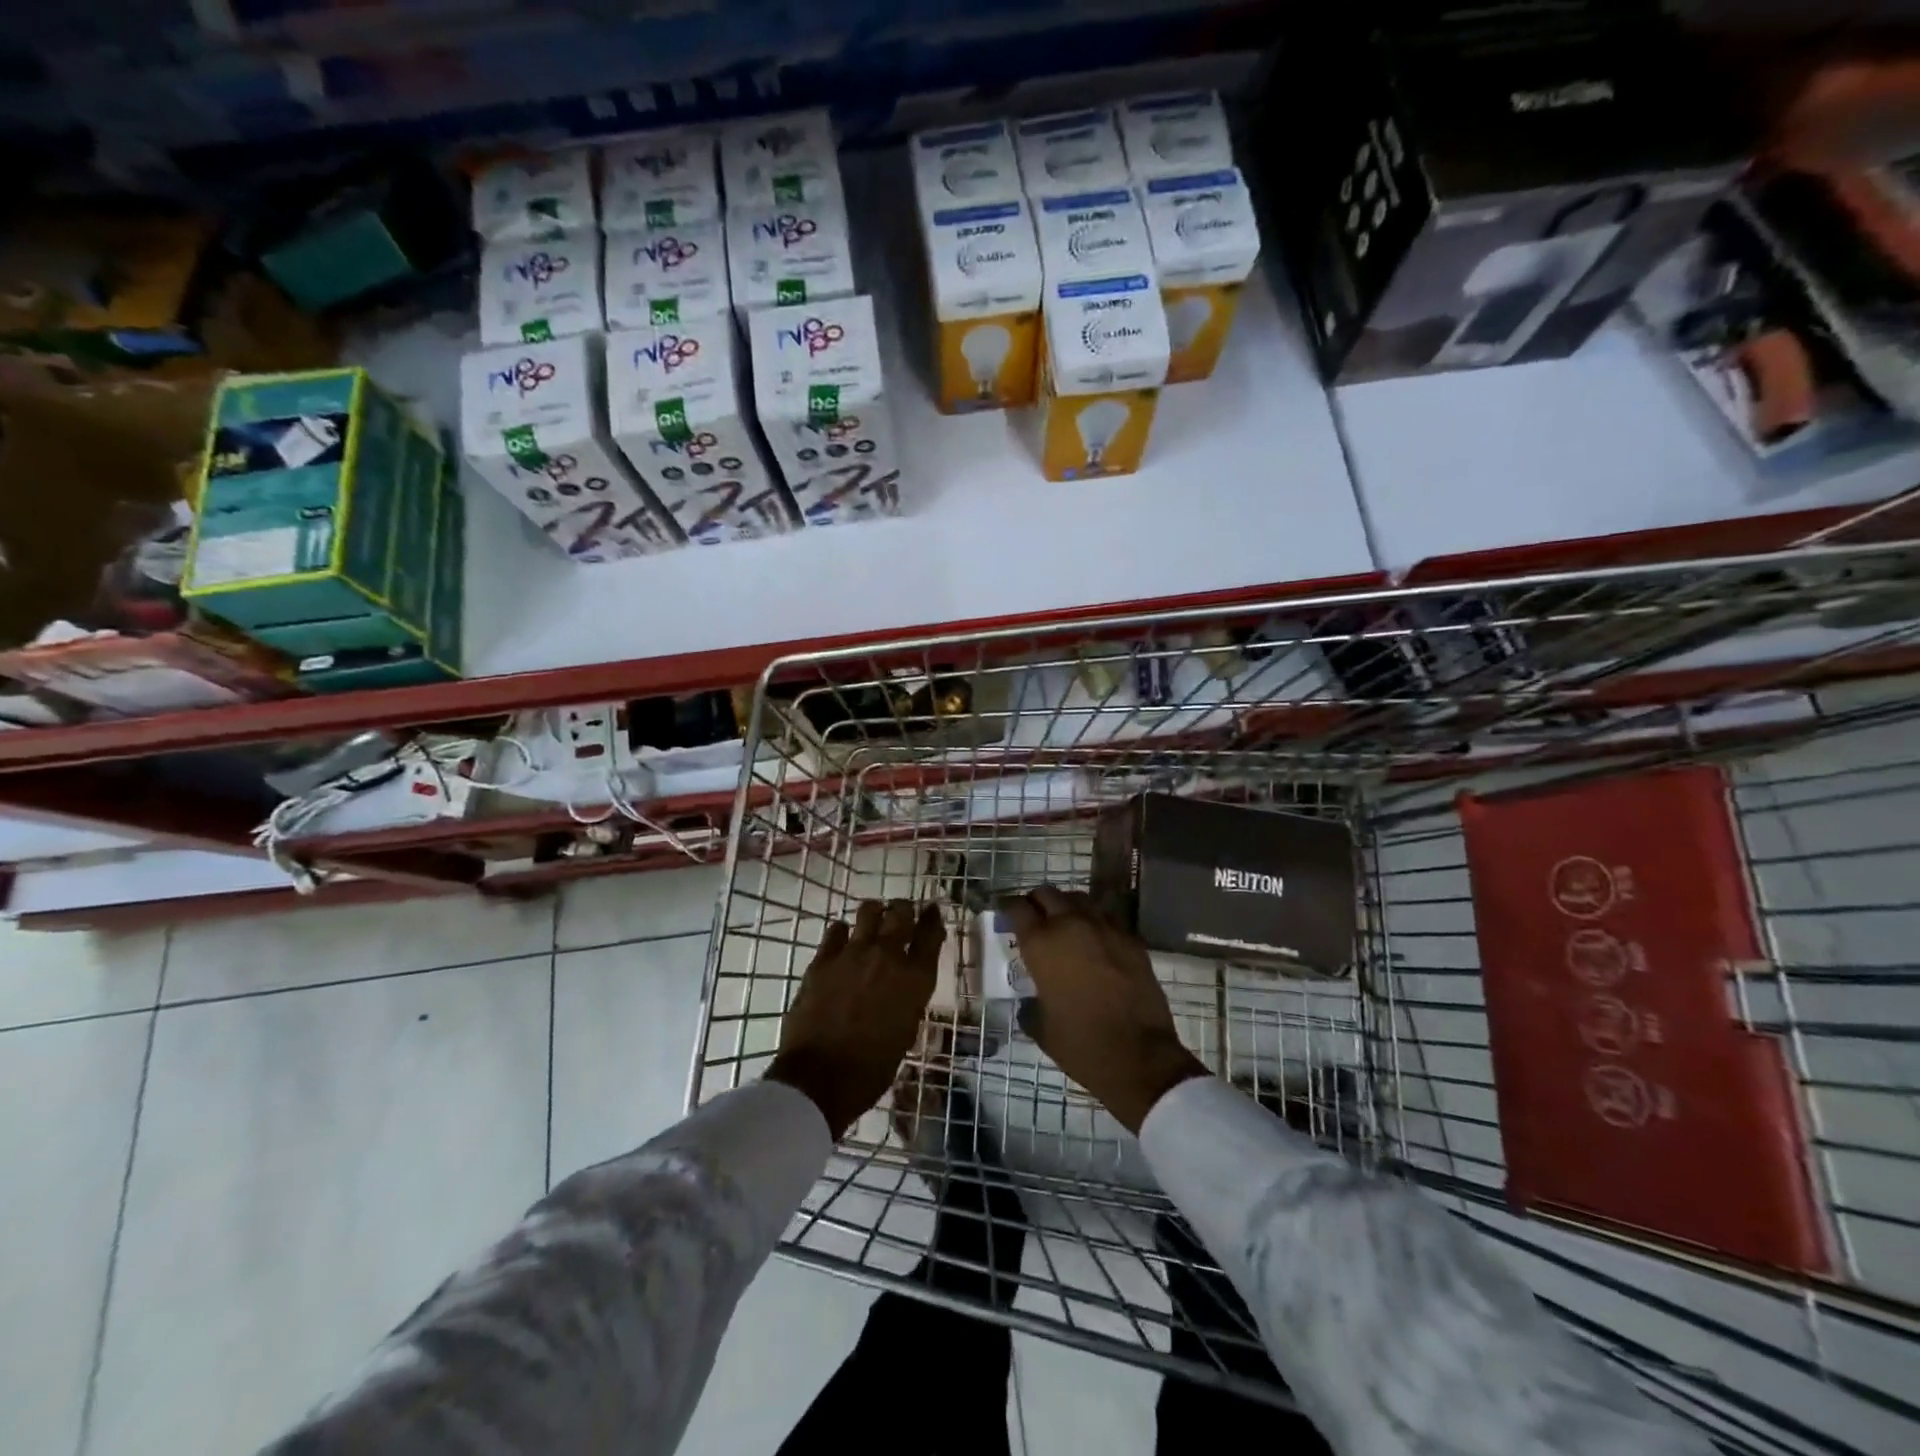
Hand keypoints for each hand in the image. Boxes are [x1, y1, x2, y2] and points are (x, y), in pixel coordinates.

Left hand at [766, 900, 943, 1139]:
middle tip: (902, 911)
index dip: (932, 918)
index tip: (931, 911)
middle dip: (904, 909)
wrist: (821, 1077)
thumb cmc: (872, 1068)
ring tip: (873, 917)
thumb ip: (908, 999)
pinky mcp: (824, 959)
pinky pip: (836, 930)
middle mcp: (888, 956)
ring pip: (868, 911)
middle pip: (901, 913)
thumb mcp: (905, 1032)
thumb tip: (903, 985)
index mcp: (915, 979)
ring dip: (875, 912)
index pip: (931, 934)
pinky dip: (842, 931)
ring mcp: (853, 953)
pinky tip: (842, 939)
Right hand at [999, 887, 1206, 1133]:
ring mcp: (1104, 927)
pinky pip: (1105, 917)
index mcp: (1042, 944)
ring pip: (1078, 899)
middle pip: (1047, 894)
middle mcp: (1071, 925)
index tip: (1004, 912)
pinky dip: (1093, 921)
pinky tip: (1093, 941)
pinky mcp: (1130, 938)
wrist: (1140, 1056)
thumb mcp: (1042, 1029)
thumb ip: (1030, 1007)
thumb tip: (1029, 1003)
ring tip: (1063, 925)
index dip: (1007, 907)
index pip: (1017, 908)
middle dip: (1036, 902)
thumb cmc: (1082, 1045)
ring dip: (1066, 907)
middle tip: (1033, 918)